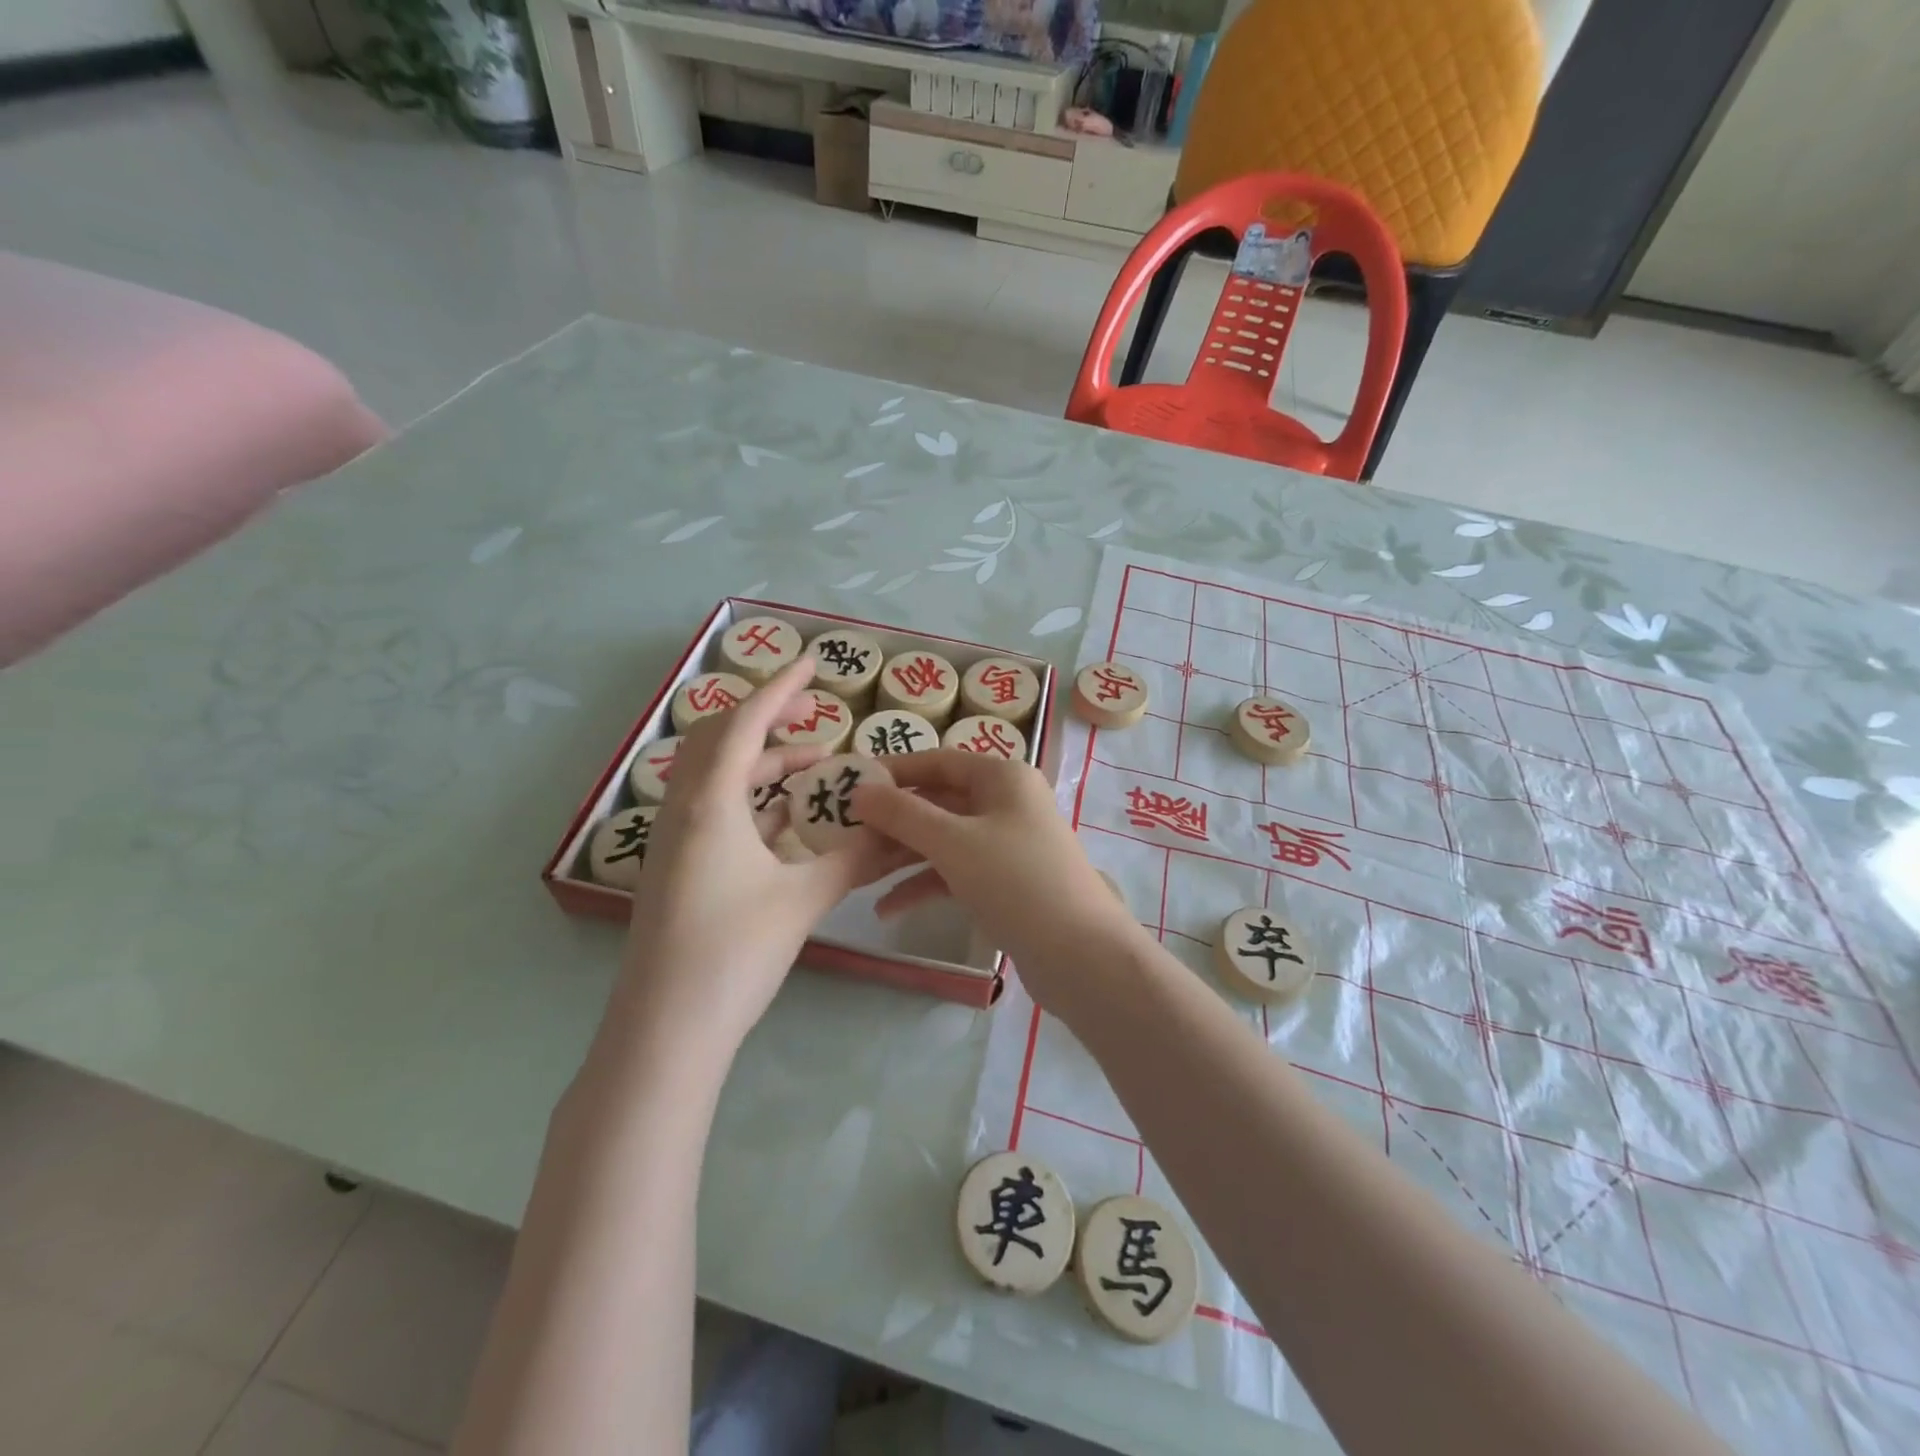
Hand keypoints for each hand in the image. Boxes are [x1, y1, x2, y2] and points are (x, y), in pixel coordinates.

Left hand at [609, 659, 914, 1058]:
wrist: (665, 1031)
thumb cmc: (732, 954)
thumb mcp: (802, 898)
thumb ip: (854, 858)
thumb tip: (901, 831)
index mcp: (709, 804)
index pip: (745, 724)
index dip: (780, 689)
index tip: (811, 663)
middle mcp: (684, 811)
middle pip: (722, 741)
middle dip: (767, 719)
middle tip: (813, 714)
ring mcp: (675, 842)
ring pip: (718, 779)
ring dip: (762, 763)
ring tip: (813, 766)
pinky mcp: (679, 870)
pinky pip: (716, 813)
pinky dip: (752, 801)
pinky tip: (786, 817)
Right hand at [853, 750, 1144, 1007]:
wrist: (1080, 954)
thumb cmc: (1016, 881)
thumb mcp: (953, 842)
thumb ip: (902, 814)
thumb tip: (859, 791)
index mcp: (1002, 777)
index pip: (937, 761)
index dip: (893, 771)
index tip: (849, 786)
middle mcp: (1005, 803)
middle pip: (937, 802)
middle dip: (892, 821)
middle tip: (844, 836)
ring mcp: (1006, 844)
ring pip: (943, 840)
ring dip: (901, 856)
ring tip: (856, 874)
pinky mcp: (1004, 882)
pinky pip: (955, 872)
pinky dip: (923, 885)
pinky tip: (886, 908)